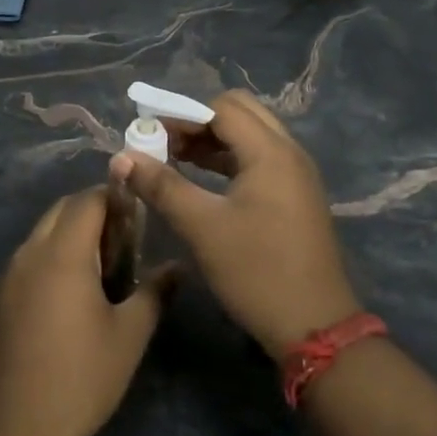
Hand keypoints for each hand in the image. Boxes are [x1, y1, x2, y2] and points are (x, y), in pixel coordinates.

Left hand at [0, 189, 171, 435]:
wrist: (15, 432)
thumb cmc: (81, 378)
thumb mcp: (130, 335)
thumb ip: (155, 292)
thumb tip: (178, 266)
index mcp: (62, 254)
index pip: (87, 200)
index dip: (114, 197)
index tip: (138, 214)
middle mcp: (28, 254)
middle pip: (61, 210)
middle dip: (92, 212)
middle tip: (124, 240)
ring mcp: (6, 276)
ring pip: (41, 234)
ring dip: (69, 234)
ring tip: (101, 267)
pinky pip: (27, 260)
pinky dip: (50, 257)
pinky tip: (69, 295)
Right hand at [112, 90, 361, 355]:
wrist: (314, 327)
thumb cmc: (256, 271)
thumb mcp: (202, 227)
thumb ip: (161, 186)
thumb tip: (122, 157)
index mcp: (270, 152)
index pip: (222, 108)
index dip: (182, 114)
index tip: (149, 131)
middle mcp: (288, 153)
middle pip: (240, 113)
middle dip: (198, 121)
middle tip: (164, 142)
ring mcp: (295, 175)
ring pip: (250, 136)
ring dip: (212, 140)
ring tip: (173, 158)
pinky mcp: (295, 196)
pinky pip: (258, 159)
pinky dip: (228, 160)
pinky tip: (200, 179)